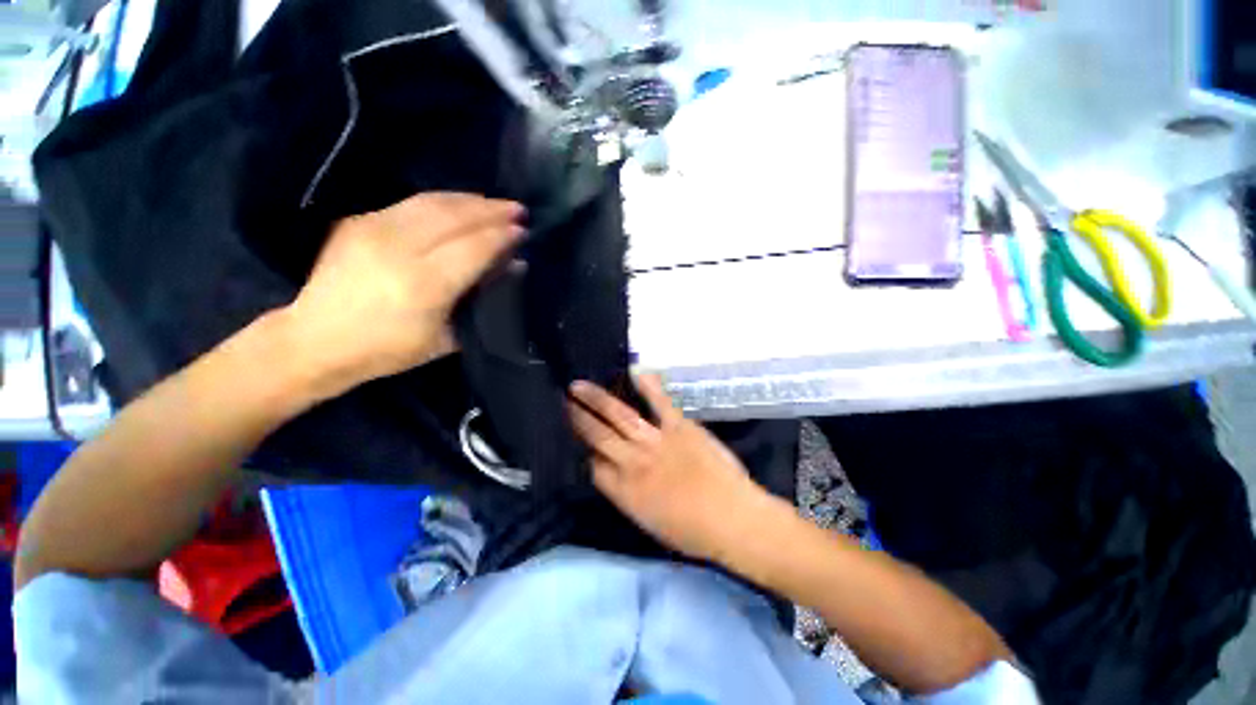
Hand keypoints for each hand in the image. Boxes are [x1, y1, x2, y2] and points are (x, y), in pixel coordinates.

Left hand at [285, 193, 524, 393]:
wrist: (315, 340)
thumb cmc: (388, 351)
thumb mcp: (446, 338)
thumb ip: (481, 301)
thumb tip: (510, 268)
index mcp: (424, 285)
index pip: (474, 247)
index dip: (502, 236)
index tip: (523, 230)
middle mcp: (400, 249)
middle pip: (456, 217)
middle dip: (492, 210)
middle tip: (517, 209)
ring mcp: (375, 230)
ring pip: (433, 202)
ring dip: (470, 200)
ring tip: (493, 203)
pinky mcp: (359, 221)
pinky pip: (410, 203)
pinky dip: (442, 202)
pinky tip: (458, 206)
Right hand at [567, 375, 770, 562]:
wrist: (733, 520)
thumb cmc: (693, 532)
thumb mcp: (648, 522)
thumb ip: (627, 495)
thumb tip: (612, 473)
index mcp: (624, 492)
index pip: (593, 467)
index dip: (582, 452)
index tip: (575, 439)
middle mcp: (633, 462)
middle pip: (597, 436)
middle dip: (578, 418)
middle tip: (563, 401)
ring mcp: (656, 441)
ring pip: (618, 416)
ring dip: (596, 400)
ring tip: (578, 386)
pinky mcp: (679, 427)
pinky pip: (659, 402)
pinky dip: (647, 385)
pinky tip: (634, 371)